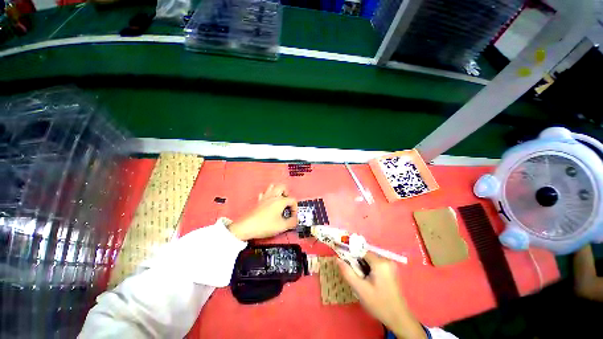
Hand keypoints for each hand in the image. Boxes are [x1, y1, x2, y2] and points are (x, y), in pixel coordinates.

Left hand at [228, 184, 297, 240]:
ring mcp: (265, 198)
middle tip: (288, 202)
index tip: (293, 216)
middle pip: (282, 187)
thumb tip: (296, 221)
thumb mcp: (281, 226)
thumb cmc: (264, 225)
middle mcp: (273, 197)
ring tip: (280, 199)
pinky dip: (268, 195)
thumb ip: (291, 223)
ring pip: (272, 186)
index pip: (292, 200)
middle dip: (287, 193)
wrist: (247, 227)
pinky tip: (269, 201)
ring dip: (278, 191)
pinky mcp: (259, 201)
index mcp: (280, 201)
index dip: (295, 208)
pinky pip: (264, 193)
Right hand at [338, 253, 425, 338]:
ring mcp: (391, 265)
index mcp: (380, 263)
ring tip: (364, 282)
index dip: (353, 257)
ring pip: (370, 260)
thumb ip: (347, 272)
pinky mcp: (391, 271)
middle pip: (366, 256)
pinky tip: (370, 282)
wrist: (398, 319)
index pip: (361, 252)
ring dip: (364, 268)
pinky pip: (376, 265)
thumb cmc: (378, 304)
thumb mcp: (360, 289)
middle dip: (359, 264)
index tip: (348, 266)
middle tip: (357, 278)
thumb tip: (337, 259)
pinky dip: (370, 270)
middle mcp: (386, 260)